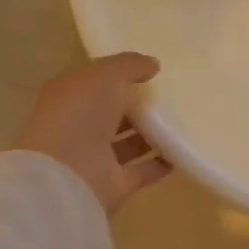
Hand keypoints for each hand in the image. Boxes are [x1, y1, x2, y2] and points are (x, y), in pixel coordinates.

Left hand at [15, 53, 171, 214]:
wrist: (68, 175)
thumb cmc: (80, 114)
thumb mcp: (105, 75)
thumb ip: (130, 65)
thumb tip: (153, 65)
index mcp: (68, 96)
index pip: (95, 82)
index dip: (119, 74)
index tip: (150, 70)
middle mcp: (79, 126)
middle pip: (112, 113)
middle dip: (137, 105)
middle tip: (171, 95)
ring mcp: (95, 158)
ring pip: (127, 143)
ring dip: (150, 134)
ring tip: (180, 122)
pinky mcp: (113, 184)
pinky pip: (142, 171)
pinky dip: (159, 163)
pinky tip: (180, 152)